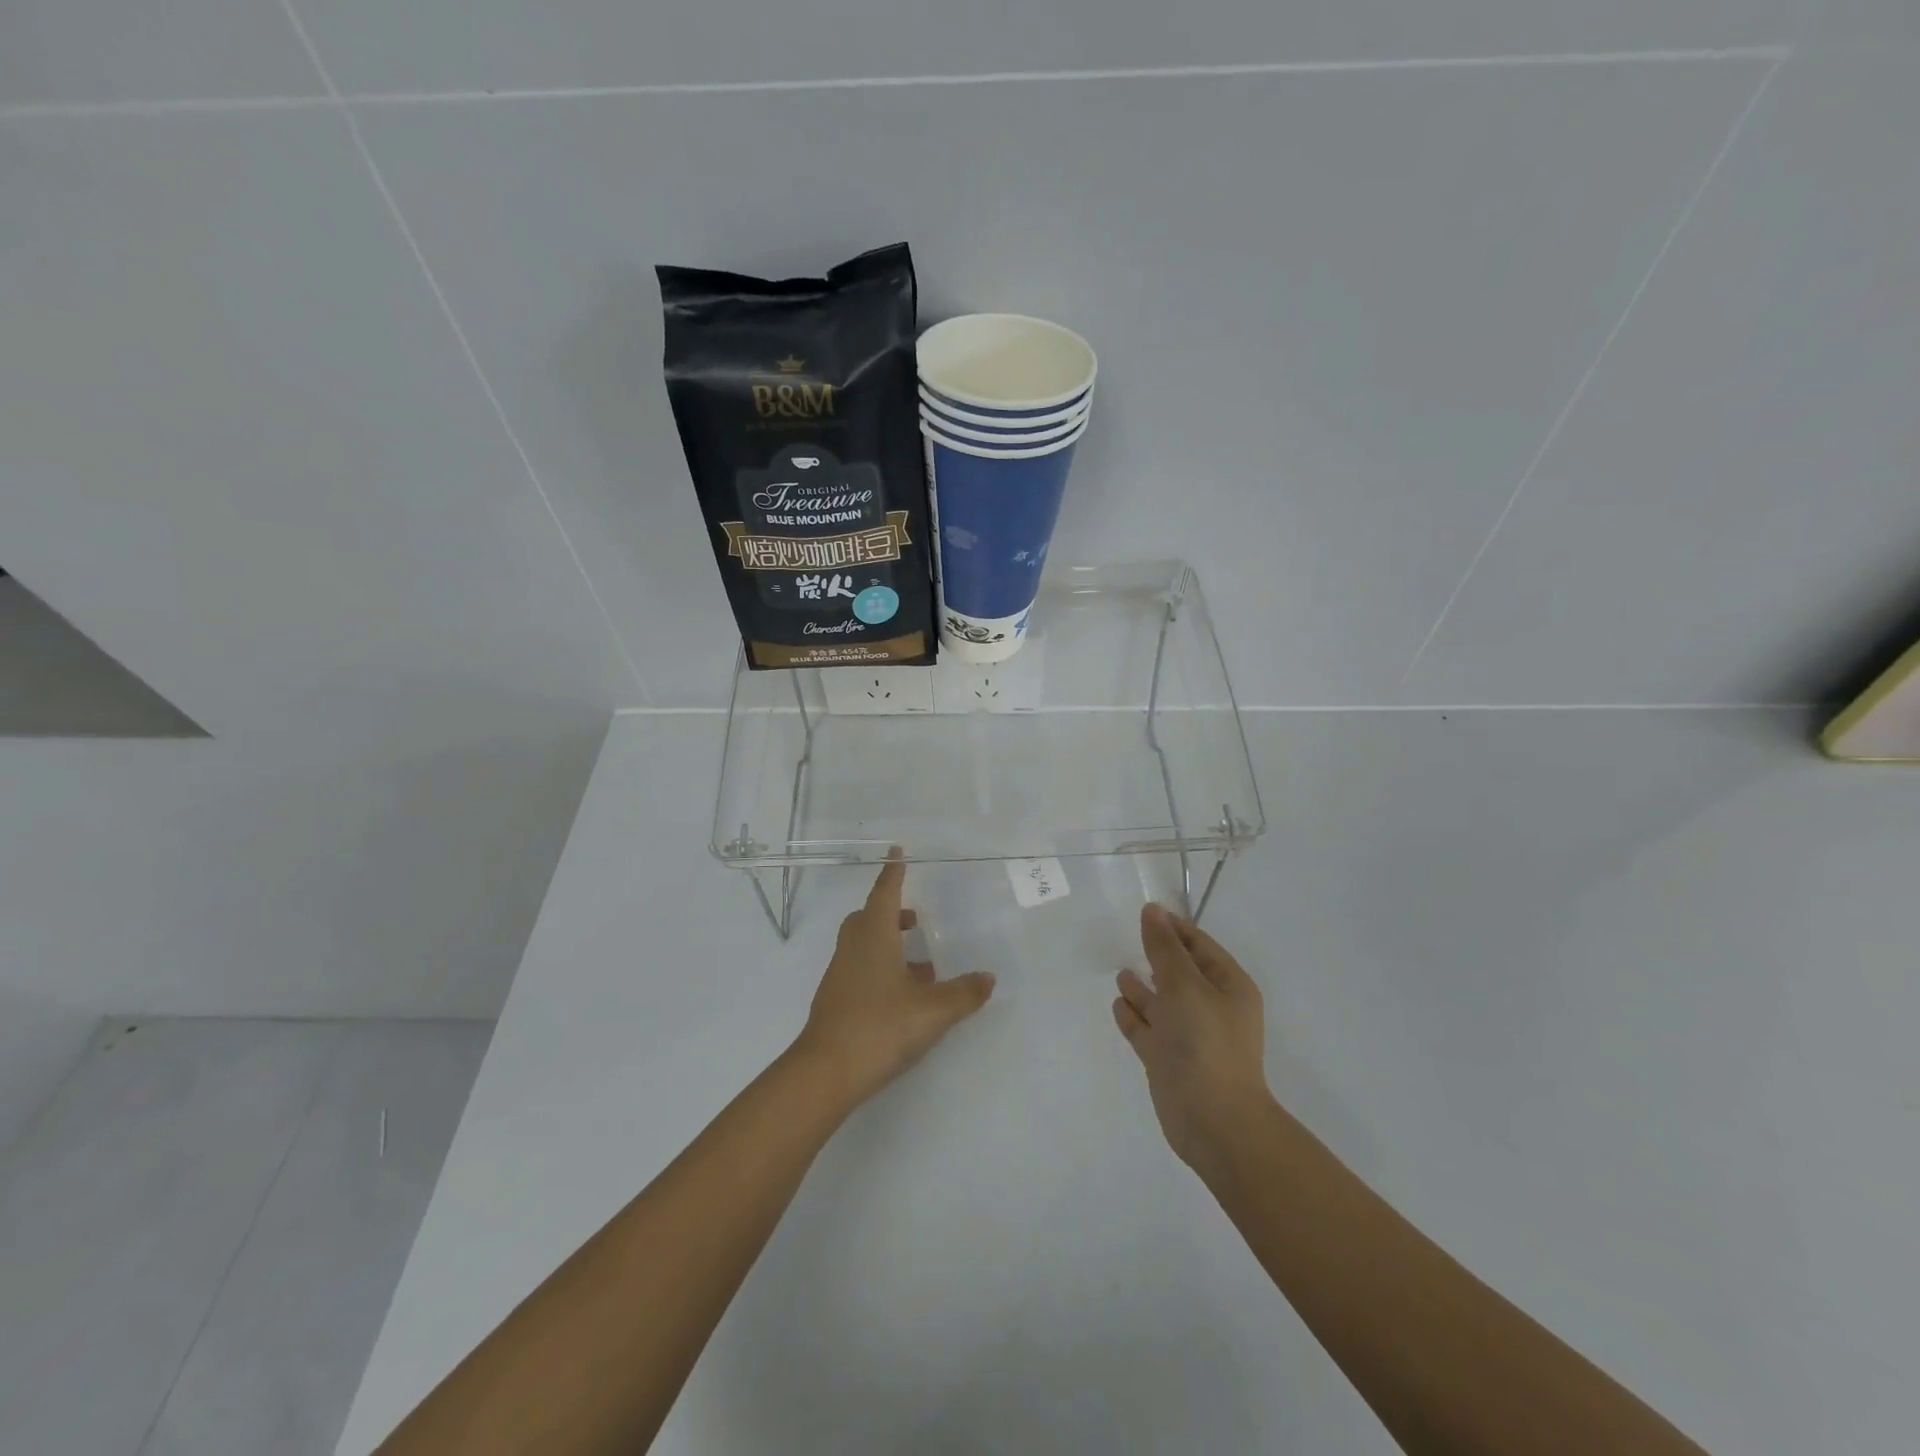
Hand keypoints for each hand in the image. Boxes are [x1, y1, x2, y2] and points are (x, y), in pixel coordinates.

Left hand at [794, 854, 995, 1109]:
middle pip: (868, 918)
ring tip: (921, 966)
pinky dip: (880, 969)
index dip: (893, 873)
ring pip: (863, 945)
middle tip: (915, 919)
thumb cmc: (880, 1027)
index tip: (897, 852)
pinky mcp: (835, 1001)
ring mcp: (840, 975)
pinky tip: (903, 997)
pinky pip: (860, 970)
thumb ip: (963, 994)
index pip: (885, 894)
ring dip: (888, 945)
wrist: (826, 1073)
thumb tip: (988, 978)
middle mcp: (853, 949)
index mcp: (874, 937)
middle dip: (891, 912)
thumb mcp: (932, 1011)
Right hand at [1113, 903, 1272, 1170]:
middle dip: (1157, 956)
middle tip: (1129, 936)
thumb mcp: (1185, 986)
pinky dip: (1134, 1016)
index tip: (1145, 912)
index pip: (1200, 945)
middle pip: (1180, 972)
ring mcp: (1189, 1036)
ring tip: (1121, 973)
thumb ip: (1164, 948)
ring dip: (1143, 987)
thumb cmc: (1205, 1044)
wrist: (1214, 1122)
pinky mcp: (1168, 1061)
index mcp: (1228, 987)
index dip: (1174, 928)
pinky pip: (1148, 1030)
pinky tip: (1118, 1004)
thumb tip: (1152, 910)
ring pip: (1162, 1003)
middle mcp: (1210, 1008)